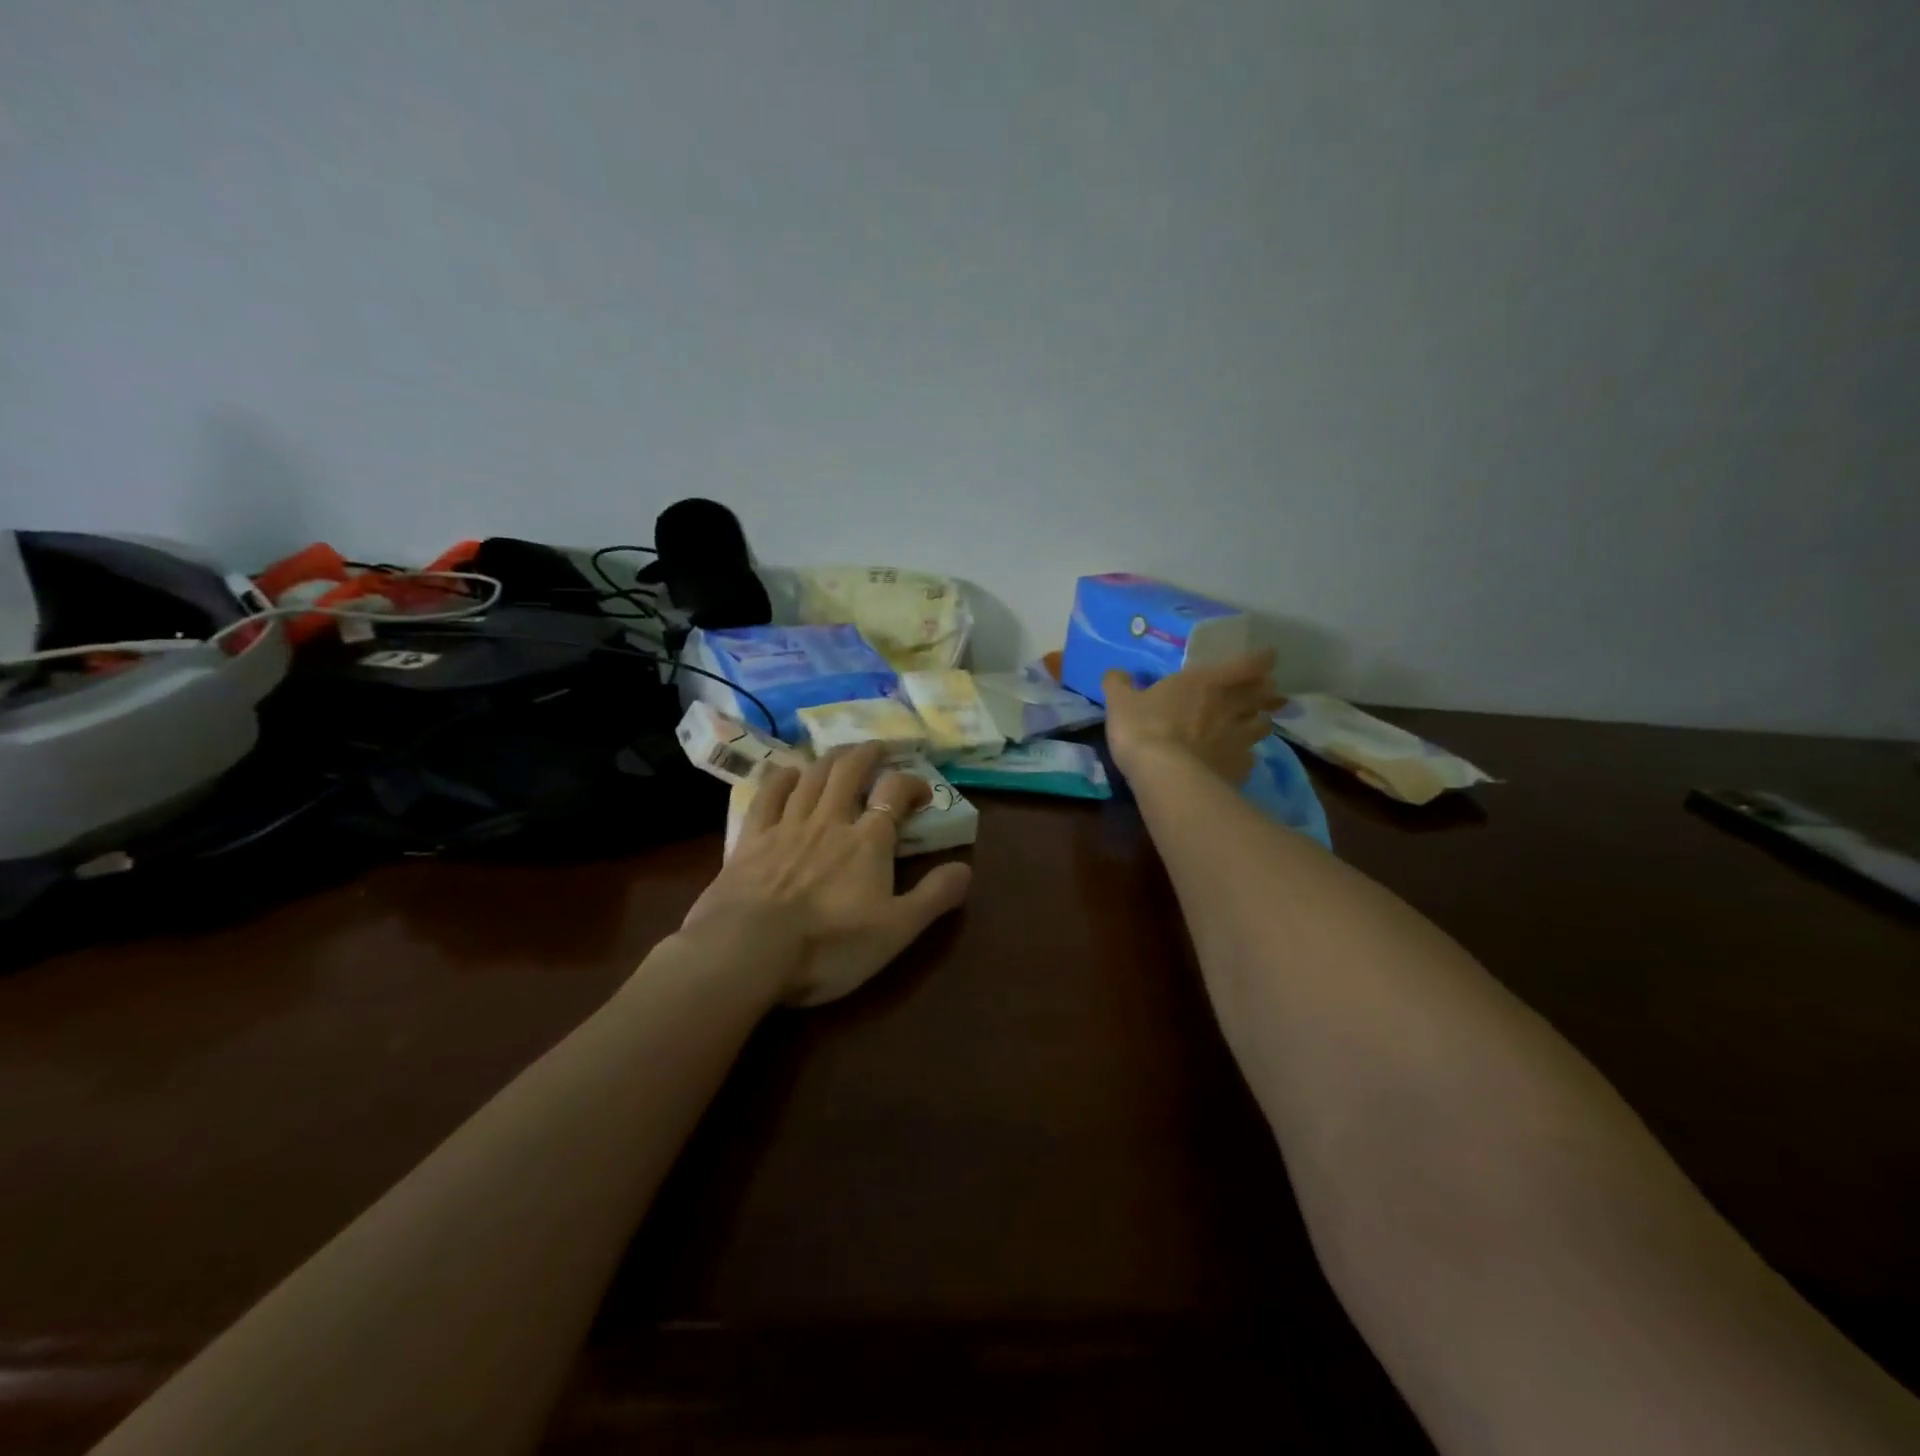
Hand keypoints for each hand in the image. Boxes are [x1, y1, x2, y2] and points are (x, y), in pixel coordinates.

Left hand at [679, 743, 973, 1006]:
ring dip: (830, 759)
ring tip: (841, 754)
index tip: (922, 792)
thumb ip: (933, 897)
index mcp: (868, 840)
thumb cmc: (829, 945)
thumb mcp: (896, 931)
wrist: (749, 951)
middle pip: (850, 771)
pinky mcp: (751, 839)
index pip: (895, 792)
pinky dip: (781, 778)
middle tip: (879, 748)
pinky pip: (767, 795)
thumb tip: (966, 868)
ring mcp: (787, 825)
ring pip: (812, 776)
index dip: (912, 783)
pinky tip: (787, 773)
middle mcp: (829, 820)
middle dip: (868, 755)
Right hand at [1103, 650, 1282, 785]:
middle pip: (1263, 695)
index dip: (1260, 659)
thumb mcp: (1120, 702)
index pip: (1247, 664)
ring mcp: (1239, 739)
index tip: (1268, 656)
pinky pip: (1250, 759)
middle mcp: (1230, 706)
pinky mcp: (1240, 769)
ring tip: (1258, 725)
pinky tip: (1238, 761)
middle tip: (1271, 693)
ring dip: (1261, 723)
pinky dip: (1246, 757)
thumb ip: (1119, 684)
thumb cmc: (1144, 728)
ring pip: (1263, 726)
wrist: (1165, 776)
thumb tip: (1115, 673)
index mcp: (1206, 683)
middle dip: (1269, 693)